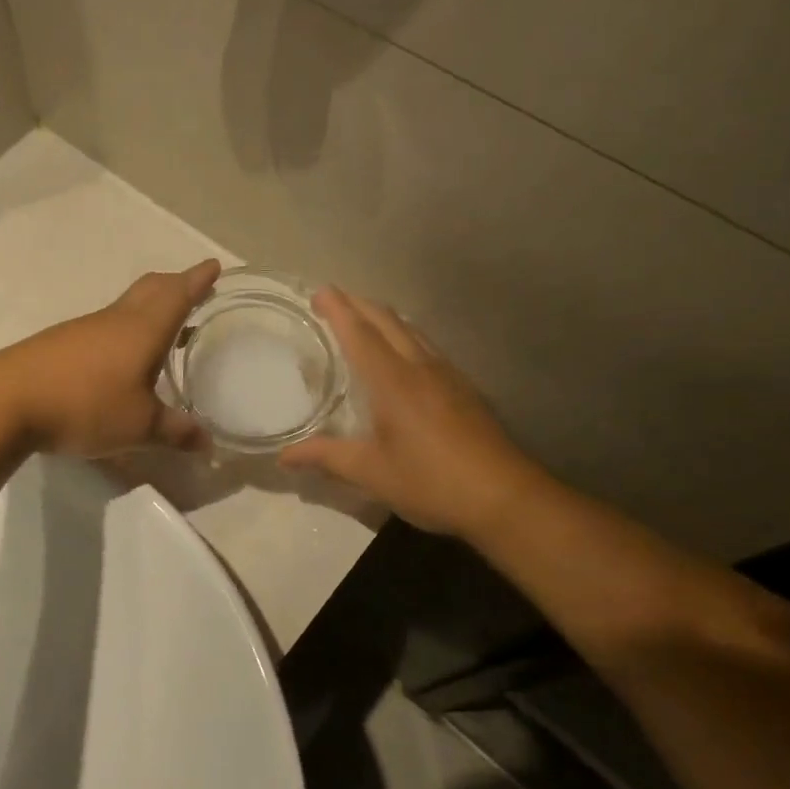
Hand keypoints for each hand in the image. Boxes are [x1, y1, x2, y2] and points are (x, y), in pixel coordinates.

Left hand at [0, 261, 221, 456]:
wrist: (6, 401)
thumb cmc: (86, 405)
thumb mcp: (139, 427)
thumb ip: (176, 433)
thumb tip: (208, 444)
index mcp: (143, 329)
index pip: (178, 295)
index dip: (198, 280)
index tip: (213, 265)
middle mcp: (115, 320)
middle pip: (150, 289)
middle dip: (174, 285)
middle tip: (192, 290)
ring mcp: (84, 329)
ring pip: (126, 307)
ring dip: (149, 309)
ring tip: (163, 330)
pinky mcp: (60, 344)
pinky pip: (104, 327)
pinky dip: (124, 330)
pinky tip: (121, 358)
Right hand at [279, 288, 530, 537]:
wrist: (505, 497)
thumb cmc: (432, 482)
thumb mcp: (372, 473)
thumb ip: (327, 457)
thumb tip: (284, 456)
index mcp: (393, 381)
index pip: (360, 333)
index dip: (338, 309)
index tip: (319, 292)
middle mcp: (420, 367)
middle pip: (387, 321)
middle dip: (358, 304)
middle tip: (332, 301)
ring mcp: (447, 375)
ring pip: (410, 330)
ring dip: (382, 318)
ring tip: (361, 320)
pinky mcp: (463, 388)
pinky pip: (426, 346)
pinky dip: (403, 335)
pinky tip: (401, 355)